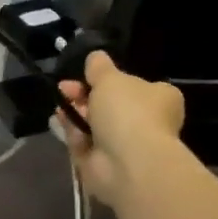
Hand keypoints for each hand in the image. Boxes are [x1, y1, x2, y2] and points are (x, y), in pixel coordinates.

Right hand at [56, 51, 185, 204]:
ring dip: (75, 112)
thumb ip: (99, 67)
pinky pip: (85, 142)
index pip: (133, 85)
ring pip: (94, 123)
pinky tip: (58, 121)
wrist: (128, 161)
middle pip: (109, 104)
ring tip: (59, 105)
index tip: (84, 75)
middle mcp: (146, 121)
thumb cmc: (127, 112)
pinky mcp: (105, 162)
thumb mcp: (110, 78)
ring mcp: (126, 144)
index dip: (105, 79)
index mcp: (159, 98)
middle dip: (83, 95)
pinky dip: (72, 132)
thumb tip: (95, 56)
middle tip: (65, 89)